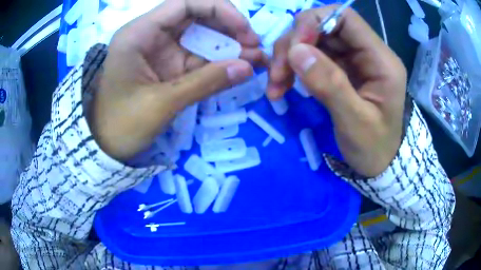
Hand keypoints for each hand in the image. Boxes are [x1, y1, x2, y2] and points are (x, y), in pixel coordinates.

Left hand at [89, 0, 264, 160]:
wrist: (105, 146)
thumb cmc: (121, 125)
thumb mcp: (161, 104)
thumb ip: (205, 83)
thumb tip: (248, 68)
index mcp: (139, 33)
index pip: (185, 4)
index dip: (219, 10)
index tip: (244, 29)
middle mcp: (150, 35)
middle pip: (196, 17)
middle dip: (228, 28)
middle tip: (255, 46)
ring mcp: (160, 51)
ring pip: (200, 37)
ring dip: (228, 45)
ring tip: (256, 58)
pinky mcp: (167, 66)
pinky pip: (197, 57)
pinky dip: (218, 62)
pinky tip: (239, 67)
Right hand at [268, 6, 406, 176]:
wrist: (380, 163)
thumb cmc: (374, 148)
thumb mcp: (355, 123)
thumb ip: (330, 85)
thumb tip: (295, 51)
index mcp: (381, 60)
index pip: (346, 18)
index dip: (315, 22)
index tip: (294, 48)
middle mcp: (367, 52)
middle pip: (324, 27)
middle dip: (294, 44)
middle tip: (276, 74)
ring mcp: (353, 59)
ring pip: (313, 40)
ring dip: (289, 57)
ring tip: (275, 85)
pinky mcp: (341, 68)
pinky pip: (312, 57)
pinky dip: (293, 68)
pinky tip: (282, 85)